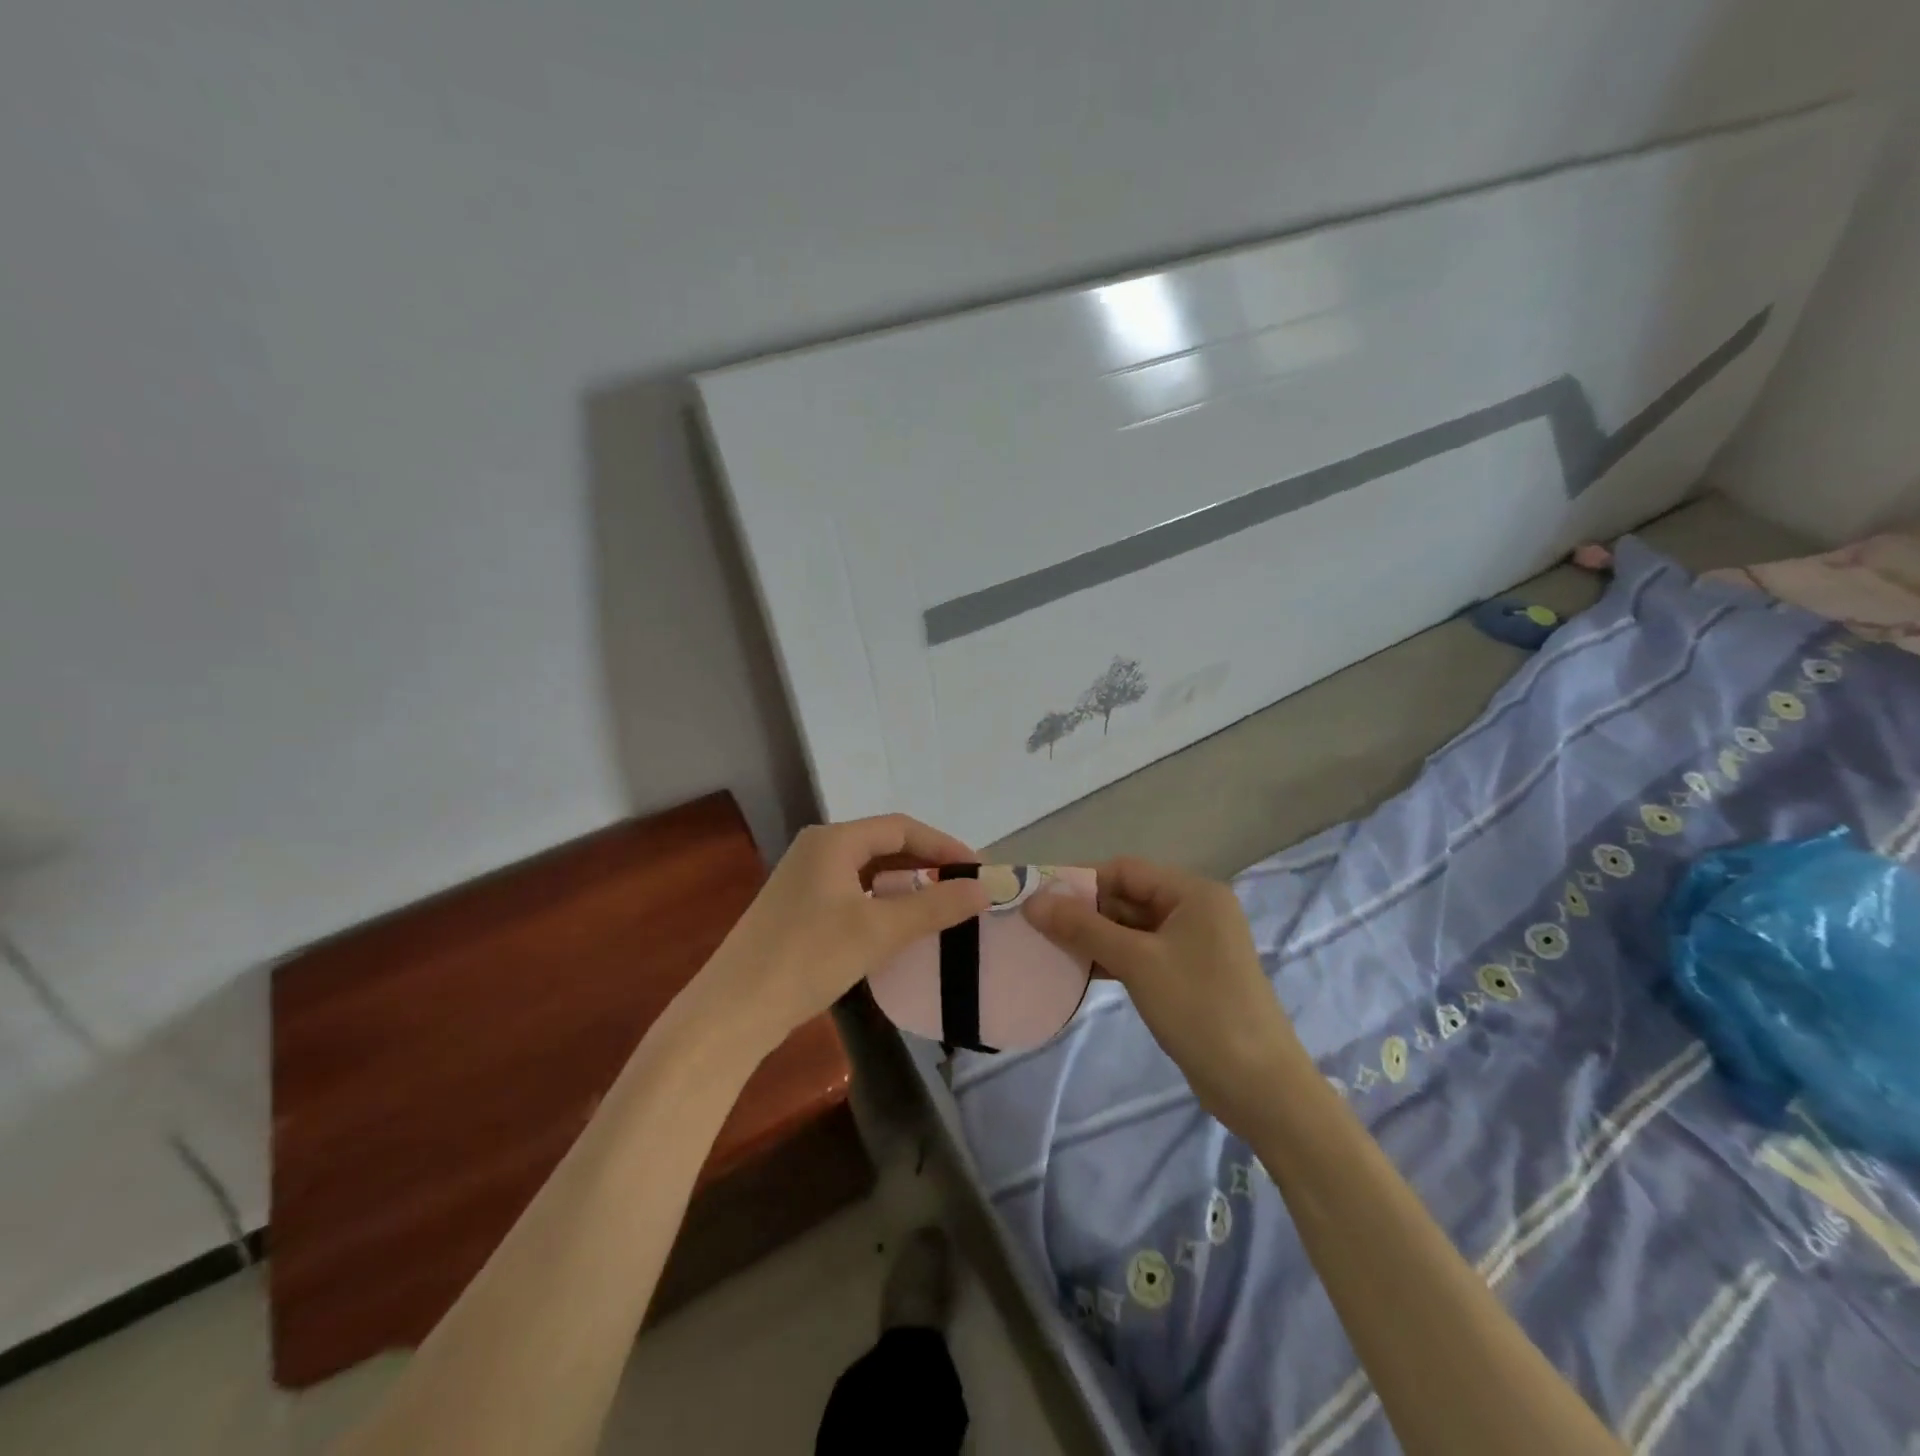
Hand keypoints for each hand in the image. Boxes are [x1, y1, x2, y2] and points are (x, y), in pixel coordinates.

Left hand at [693, 815, 989, 1062]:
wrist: (733, 1011)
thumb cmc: (808, 958)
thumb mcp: (878, 930)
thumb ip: (934, 906)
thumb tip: (984, 889)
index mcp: (833, 840)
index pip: (901, 828)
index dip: (944, 845)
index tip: (978, 869)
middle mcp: (818, 849)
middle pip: (885, 845)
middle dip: (927, 863)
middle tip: (965, 887)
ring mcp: (804, 879)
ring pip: (868, 870)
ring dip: (906, 883)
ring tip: (941, 904)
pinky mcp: (799, 908)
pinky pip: (853, 891)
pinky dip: (882, 901)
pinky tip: (899, 924)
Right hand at [1025, 856, 1306, 1136]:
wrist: (1259, 1086)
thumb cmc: (1199, 1008)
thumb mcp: (1137, 962)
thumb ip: (1083, 928)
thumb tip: (1032, 901)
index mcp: (1193, 892)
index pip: (1125, 870)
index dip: (1080, 881)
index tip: (1038, 900)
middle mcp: (1195, 910)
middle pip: (1128, 897)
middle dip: (1084, 911)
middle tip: (1036, 927)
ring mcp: (1194, 945)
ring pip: (1132, 928)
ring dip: (1094, 937)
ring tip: (1049, 949)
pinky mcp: (1188, 976)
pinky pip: (1141, 954)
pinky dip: (1112, 959)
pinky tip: (1079, 972)